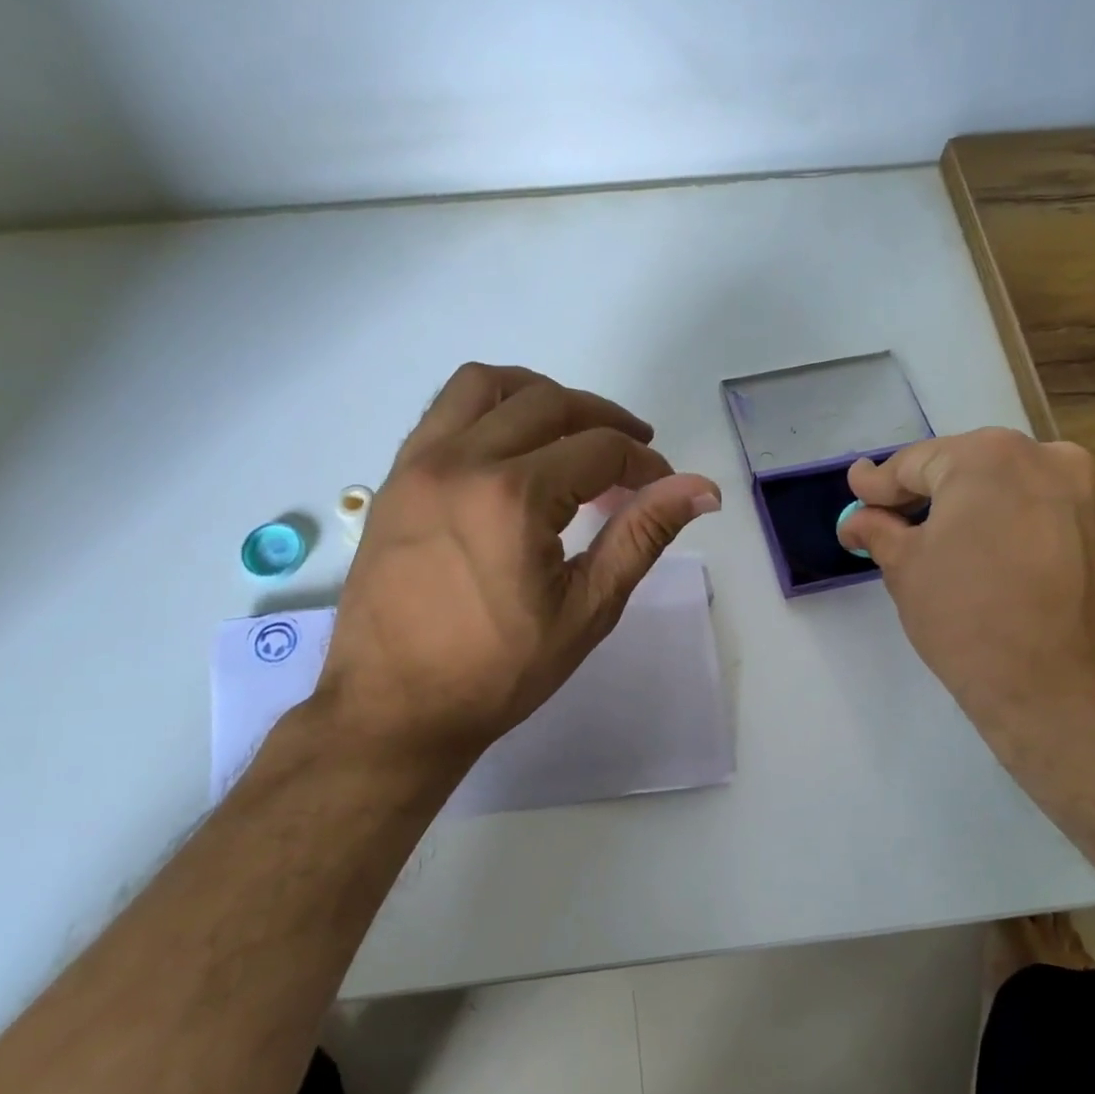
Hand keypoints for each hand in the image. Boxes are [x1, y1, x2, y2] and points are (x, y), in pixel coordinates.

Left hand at [314, 363, 720, 775]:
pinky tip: (511, 446)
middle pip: (550, 404)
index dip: (643, 463)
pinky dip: (489, 408)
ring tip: (571, 431)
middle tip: (632, 456)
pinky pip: (444, 410)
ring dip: (541, 396)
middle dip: (604, 421)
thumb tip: (701, 489)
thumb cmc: (496, 672)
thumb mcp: (585, 611)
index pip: (599, 450)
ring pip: (488, 385)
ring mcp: (419, 463)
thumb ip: (641, 537)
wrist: (392, 708)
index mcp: (513, 497)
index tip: (660, 489)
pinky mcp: (395, 477)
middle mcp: (462, 460)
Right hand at [836, 429, 1094, 745]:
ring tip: (932, 540)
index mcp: (987, 457)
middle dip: (923, 494)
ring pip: (1003, 487)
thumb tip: (857, 518)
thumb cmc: (967, 618)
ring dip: (965, 507)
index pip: (915, 463)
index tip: (855, 493)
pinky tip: (981, 554)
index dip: (878, 484)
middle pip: (963, 468)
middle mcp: (1043, 456)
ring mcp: (1083, 490)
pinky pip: (1036, 510)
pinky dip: (1002, 522)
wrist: (1064, 688)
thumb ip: (878, 530)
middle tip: (887, 518)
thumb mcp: (905, 569)